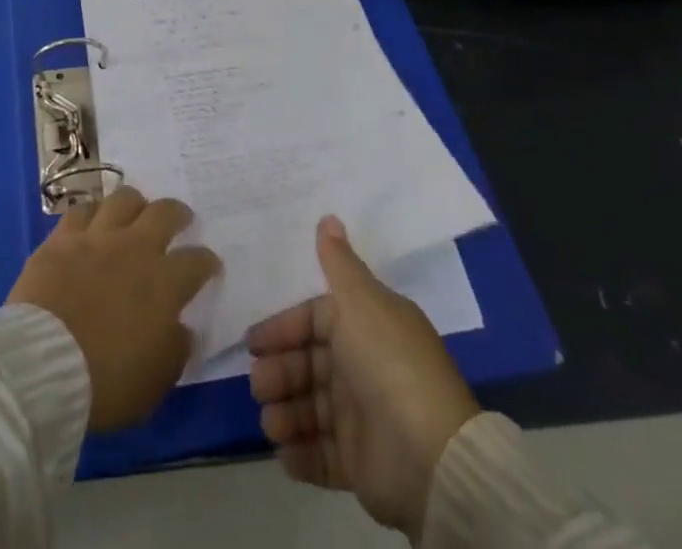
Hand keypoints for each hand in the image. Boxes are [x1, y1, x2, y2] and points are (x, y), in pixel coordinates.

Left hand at [7, 186, 219, 431]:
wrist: (44, 364)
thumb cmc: (105, 382)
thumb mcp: (154, 382)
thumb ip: (175, 350)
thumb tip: (182, 329)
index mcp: (164, 283)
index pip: (197, 261)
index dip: (206, 262)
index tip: (208, 265)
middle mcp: (135, 248)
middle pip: (164, 213)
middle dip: (177, 213)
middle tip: (179, 218)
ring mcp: (97, 237)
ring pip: (123, 199)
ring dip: (134, 203)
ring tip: (135, 211)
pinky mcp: (62, 238)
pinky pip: (81, 210)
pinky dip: (91, 212)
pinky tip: (92, 220)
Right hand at [247, 216, 478, 540]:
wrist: (429, 456)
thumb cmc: (388, 364)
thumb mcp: (361, 302)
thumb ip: (338, 263)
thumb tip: (328, 217)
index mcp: (366, 326)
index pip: (315, 320)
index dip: (283, 328)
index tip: (253, 343)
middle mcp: (363, 367)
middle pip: (308, 365)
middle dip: (279, 373)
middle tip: (258, 386)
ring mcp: (362, 418)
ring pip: (311, 410)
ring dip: (285, 414)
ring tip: (270, 423)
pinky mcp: (360, 464)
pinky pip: (322, 456)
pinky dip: (301, 454)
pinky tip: (284, 454)